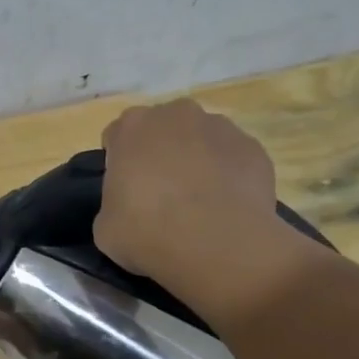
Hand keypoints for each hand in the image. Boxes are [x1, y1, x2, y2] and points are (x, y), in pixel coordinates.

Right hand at [95, 99, 308, 327]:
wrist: (216, 244)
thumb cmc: (147, 232)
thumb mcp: (105, 228)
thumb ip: (112, 205)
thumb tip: (127, 207)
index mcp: (132, 127)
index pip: (118, 136)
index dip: (120, 164)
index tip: (125, 191)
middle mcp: (176, 114)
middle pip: (162, 129)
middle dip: (160, 154)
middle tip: (160, 195)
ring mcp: (220, 127)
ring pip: (201, 139)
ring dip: (196, 161)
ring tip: (198, 204)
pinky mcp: (253, 147)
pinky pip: (232, 158)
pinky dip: (228, 176)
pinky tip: (225, 208)